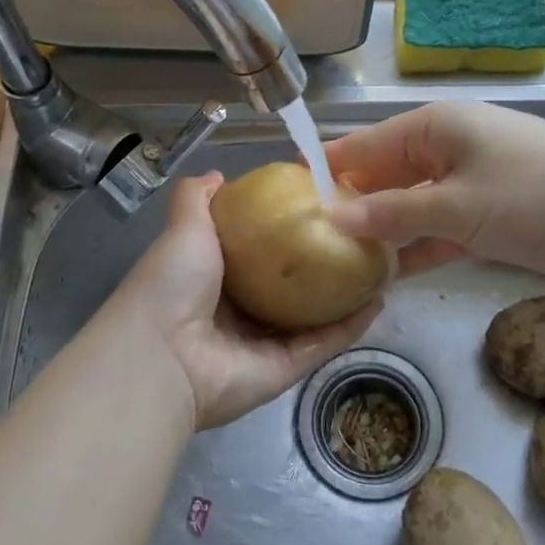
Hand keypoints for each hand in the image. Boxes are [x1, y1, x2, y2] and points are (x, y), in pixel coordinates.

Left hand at [106, 173, 380, 430]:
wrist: (165, 355)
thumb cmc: (173, 282)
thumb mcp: (184, 226)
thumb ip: (197, 199)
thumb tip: (217, 175)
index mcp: (213, 279)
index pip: (254, 252)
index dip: (282, 231)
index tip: (315, 207)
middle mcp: (239, 312)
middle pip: (288, 286)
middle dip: (318, 264)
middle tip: (356, 235)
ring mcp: (264, 344)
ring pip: (313, 316)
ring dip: (344, 294)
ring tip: (378, 264)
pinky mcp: (286, 369)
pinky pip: (324, 343)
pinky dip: (352, 325)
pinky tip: (379, 297)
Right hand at [326, 101, 544, 278]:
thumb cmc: (537, 196)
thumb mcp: (458, 207)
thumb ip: (393, 213)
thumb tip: (332, 216)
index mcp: (431, 128)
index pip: (361, 146)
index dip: (323, 170)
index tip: (285, 199)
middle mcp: (443, 146)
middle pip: (381, 176)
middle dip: (349, 208)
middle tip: (307, 245)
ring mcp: (467, 179)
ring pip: (408, 205)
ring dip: (381, 233)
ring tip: (338, 265)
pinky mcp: (486, 211)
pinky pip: (437, 226)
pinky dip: (417, 246)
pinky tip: (388, 274)